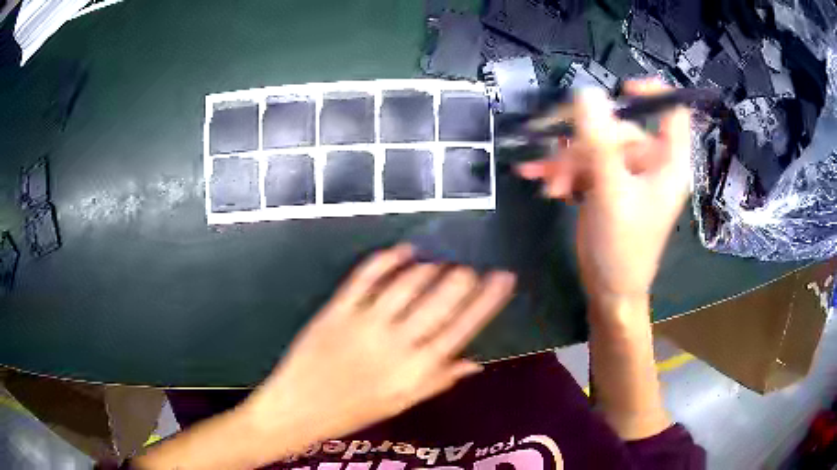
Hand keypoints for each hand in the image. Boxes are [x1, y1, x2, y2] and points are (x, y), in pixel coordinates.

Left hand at [244, 245, 515, 442]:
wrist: (298, 410)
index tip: (503, 277)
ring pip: (408, 282)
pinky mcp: (337, 309)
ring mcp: (364, 323)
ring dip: (430, 267)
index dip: (488, 299)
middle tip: (471, 268)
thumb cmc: (353, 412)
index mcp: (417, 371)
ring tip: (440, 263)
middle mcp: (397, 344)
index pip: (464, 327)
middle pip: (441, 299)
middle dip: (463, 277)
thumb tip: (475, 362)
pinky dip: (388, 258)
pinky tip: (404, 251)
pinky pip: (366, 275)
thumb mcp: (402, 403)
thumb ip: (439, 379)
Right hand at [517, 80, 690, 301]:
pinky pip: (586, 163)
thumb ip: (599, 142)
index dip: (652, 92)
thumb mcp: (611, 192)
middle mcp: (650, 162)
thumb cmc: (623, 248)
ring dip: (567, 159)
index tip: (621, 88)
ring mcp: (628, 172)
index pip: (672, 113)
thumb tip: (587, 93)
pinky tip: (545, 183)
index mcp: (668, 162)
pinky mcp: (609, 183)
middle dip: (584, 142)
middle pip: (619, 128)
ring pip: (596, 145)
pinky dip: (565, 170)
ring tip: (545, 180)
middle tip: (555, 158)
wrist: (609, 290)